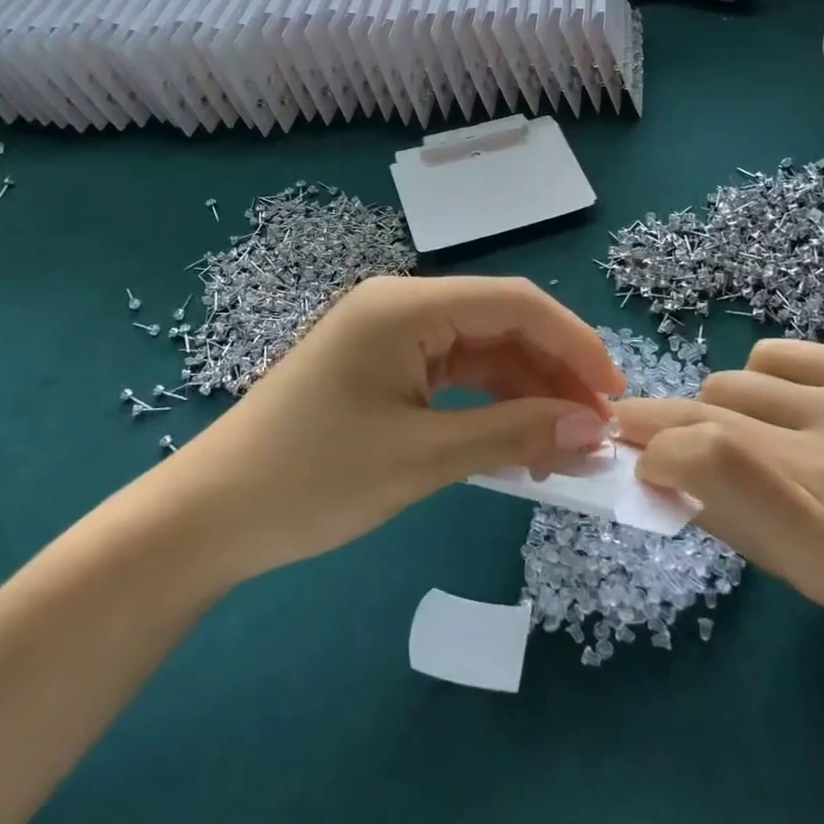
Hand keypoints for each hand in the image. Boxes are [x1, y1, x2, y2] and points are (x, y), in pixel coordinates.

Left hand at [169, 276, 624, 582]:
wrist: (208, 519)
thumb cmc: (312, 480)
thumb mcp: (423, 458)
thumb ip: (515, 435)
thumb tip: (596, 431)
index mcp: (406, 305)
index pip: (516, 304)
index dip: (575, 345)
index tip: (616, 396)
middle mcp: (401, 306)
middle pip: (502, 325)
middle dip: (555, 374)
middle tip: (596, 433)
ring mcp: (391, 338)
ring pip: (483, 354)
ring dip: (527, 394)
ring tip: (565, 449)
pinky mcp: (384, 370)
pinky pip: (455, 377)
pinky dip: (491, 407)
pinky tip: (520, 444)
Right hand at [615, 340, 823, 658]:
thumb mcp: (788, 570)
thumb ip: (714, 510)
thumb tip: (647, 459)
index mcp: (822, 536)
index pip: (710, 460)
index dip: (657, 449)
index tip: (635, 457)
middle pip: (711, 412)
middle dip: (661, 421)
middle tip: (640, 429)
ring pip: (732, 380)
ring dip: (721, 408)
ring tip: (756, 436)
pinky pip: (771, 354)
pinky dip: (761, 381)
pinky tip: (792, 410)